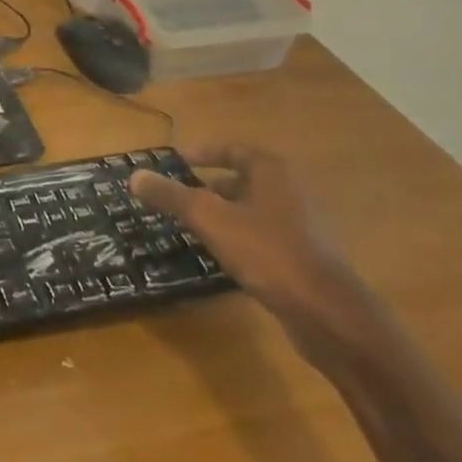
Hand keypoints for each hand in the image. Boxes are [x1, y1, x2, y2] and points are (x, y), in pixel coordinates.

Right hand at [131, 145, 378, 367]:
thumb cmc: (267, 252)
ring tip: (189, 227)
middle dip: (208, 187)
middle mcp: (291, 191)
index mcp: (273, 172)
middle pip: (243, 180)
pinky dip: (237, 238)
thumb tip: (135, 175)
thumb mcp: (210, 219)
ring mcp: (302, 225)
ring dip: (221, 214)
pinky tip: (218, 256)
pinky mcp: (304, 256)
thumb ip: (172, 196)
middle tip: (176, 198)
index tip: (176, 162)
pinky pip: (262, 236)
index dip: (204, 152)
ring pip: (251, 210)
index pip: (233, 149)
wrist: (326, 312)